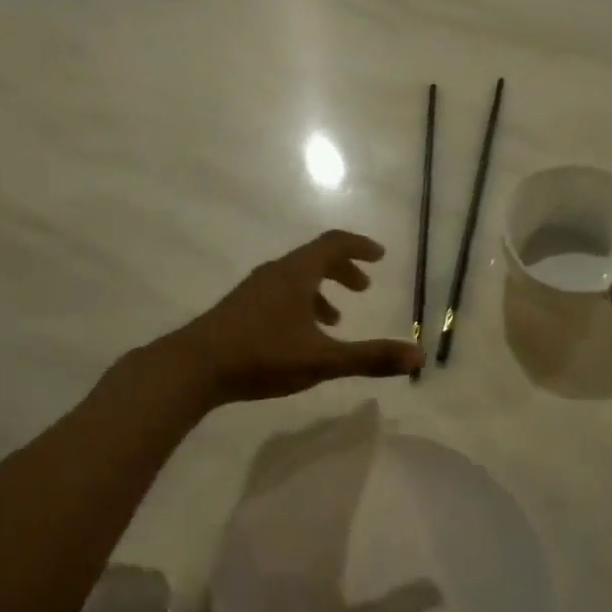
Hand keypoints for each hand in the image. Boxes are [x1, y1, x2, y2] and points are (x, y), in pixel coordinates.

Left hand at [162, 231, 422, 404]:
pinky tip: (299, 337)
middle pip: (314, 259)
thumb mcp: (322, 359)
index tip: (380, 255)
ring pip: (295, 280)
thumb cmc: (261, 355)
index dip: (359, 246)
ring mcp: (253, 291)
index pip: (333, 244)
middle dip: (343, 270)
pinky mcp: (239, 309)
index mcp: (295, 274)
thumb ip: (369, 357)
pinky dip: (300, 305)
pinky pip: (279, 295)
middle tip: (364, 287)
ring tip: (337, 318)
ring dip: (320, 291)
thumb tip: (418, 355)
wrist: (193, 367)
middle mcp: (274, 274)